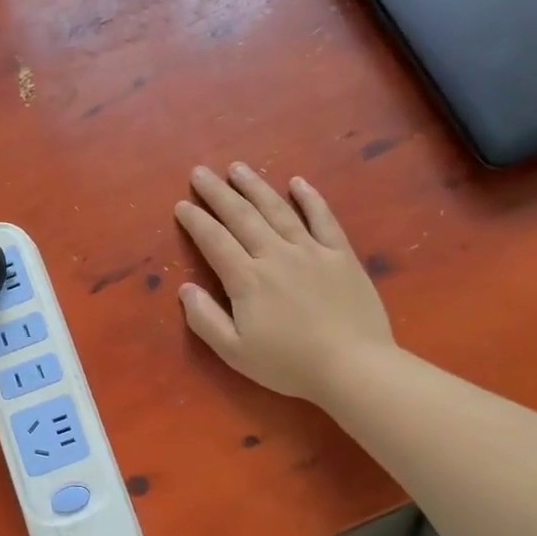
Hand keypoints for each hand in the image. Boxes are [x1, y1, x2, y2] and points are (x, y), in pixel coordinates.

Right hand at [174, 163, 394, 403]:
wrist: (354, 367)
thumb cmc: (289, 365)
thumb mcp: (234, 352)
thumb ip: (205, 319)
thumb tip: (184, 290)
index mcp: (247, 280)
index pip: (214, 241)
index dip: (196, 221)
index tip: (182, 205)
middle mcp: (275, 255)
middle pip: (241, 216)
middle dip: (218, 193)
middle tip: (200, 172)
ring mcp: (311, 251)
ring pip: (278, 210)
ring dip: (255, 186)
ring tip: (237, 167)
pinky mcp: (341, 255)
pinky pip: (324, 219)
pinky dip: (310, 198)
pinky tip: (298, 182)